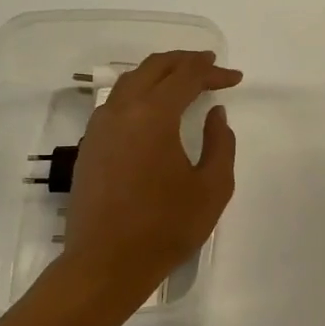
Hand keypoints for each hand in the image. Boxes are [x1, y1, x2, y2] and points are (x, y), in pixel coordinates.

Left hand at [54, 50, 242, 296]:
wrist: (106, 263)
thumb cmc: (166, 227)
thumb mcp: (212, 187)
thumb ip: (221, 143)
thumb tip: (216, 114)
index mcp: (153, 116)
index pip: (186, 77)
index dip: (213, 73)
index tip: (235, 79)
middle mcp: (121, 111)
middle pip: (154, 68)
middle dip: (185, 62)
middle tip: (210, 65)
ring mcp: (100, 128)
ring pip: (130, 82)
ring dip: (159, 74)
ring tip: (183, 80)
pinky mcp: (90, 146)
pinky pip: (116, 102)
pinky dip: (140, 93)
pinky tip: (153, 109)